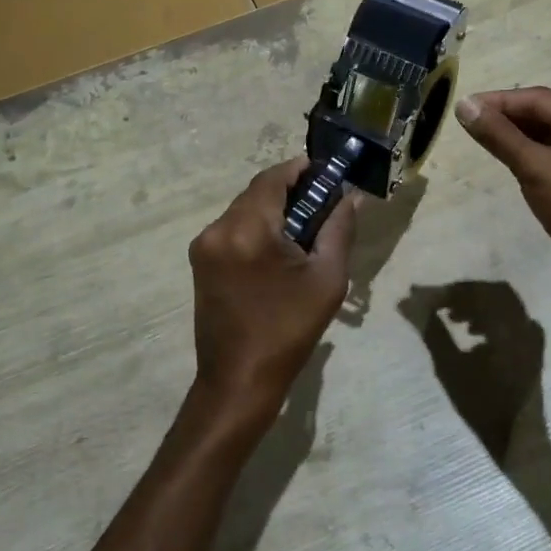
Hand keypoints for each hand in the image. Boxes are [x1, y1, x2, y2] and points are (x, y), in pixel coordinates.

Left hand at [188, 159, 354, 424]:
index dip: (299, 169)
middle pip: (256, 192)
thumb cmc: (288, 331)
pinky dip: (256, 226)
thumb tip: (350, 197)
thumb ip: (338, 230)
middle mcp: (218, 229)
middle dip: (289, 191)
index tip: (326, 172)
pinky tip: (278, 246)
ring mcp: (204, 245)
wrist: (238, 382)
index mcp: (247, 230)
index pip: (272, 178)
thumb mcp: (326, 279)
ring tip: (304, 226)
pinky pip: (232, 228)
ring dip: (272, 209)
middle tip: (322, 201)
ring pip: (243, 209)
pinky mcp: (200, 260)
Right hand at [400, 281, 544, 464]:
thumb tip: (406, 303)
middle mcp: (524, 324)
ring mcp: (532, 337)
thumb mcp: (450, 368)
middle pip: (491, 292)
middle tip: (439, 304)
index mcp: (507, 326)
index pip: (473, 293)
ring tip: (453, 319)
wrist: (519, 444)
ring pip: (504, 303)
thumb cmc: (483, 408)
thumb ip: (430, 331)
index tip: (419, 295)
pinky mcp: (534, 349)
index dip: (444, 292)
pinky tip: (476, 333)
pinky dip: (493, 316)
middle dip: (463, 294)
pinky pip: (514, 318)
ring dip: (477, 304)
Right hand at [456, 87, 550, 312]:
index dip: (500, 101)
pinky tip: (518, 165)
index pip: (542, 99)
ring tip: (489, 141)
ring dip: (524, 138)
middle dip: (512, 118)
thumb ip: (498, 135)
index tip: (466, 107)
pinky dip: (540, 157)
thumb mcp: (533, 167)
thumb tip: (464, 105)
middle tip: (473, 123)